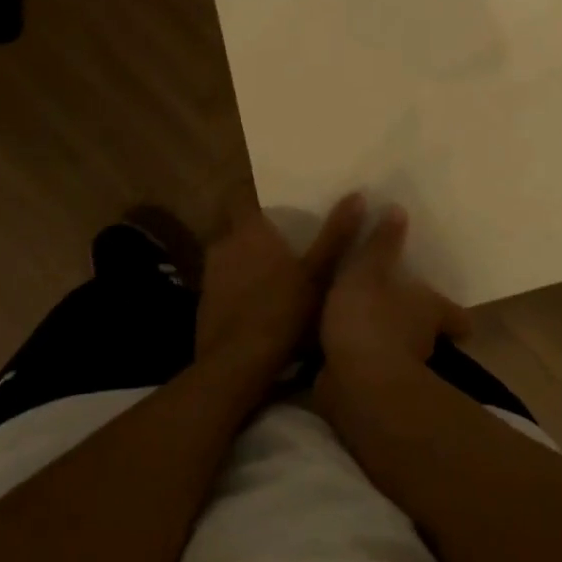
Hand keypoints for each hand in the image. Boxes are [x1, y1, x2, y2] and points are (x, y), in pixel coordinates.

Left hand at [195, 194, 365, 391]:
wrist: (236, 368)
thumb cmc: (281, 312)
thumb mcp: (318, 273)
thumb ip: (336, 235)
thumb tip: (356, 195)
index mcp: (248, 231)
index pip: (239, 195)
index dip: (252, 193)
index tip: (273, 197)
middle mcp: (223, 246)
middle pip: (236, 227)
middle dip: (255, 231)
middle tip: (284, 237)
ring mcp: (210, 277)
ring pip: (230, 257)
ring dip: (247, 261)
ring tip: (276, 272)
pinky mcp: (205, 306)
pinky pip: (225, 285)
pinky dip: (239, 288)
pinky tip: (259, 305)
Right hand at [318, 205, 472, 373]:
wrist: (355, 382)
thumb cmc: (371, 316)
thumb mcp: (370, 269)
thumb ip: (382, 243)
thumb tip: (400, 209)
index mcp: (431, 311)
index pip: (457, 318)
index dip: (456, 316)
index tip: (453, 315)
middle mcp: (424, 343)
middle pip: (430, 336)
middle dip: (416, 327)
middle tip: (397, 311)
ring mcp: (401, 372)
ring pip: (401, 355)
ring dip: (387, 345)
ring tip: (363, 328)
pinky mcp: (374, 392)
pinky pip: (371, 373)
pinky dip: (362, 363)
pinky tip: (341, 352)